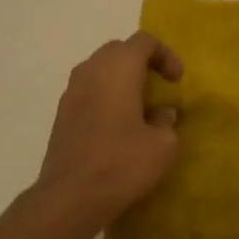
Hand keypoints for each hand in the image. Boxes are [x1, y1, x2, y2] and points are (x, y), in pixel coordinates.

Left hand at [36, 32, 183, 219]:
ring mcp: (71, 91)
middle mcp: (91, 70)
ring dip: (121, 79)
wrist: (70, 197)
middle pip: (119, 50)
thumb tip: (161, 113)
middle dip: (142, 62)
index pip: (144, 41)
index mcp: (118, 68)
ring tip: (139, 106)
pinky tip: (117, 126)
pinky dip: (106, 96)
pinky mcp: (61, 114)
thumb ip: (167, 121)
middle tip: (159, 86)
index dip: (165, 55)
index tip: (177, 80)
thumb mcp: (164, 146)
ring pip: (100, 70)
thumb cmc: (122, 163)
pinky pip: (88, 91)